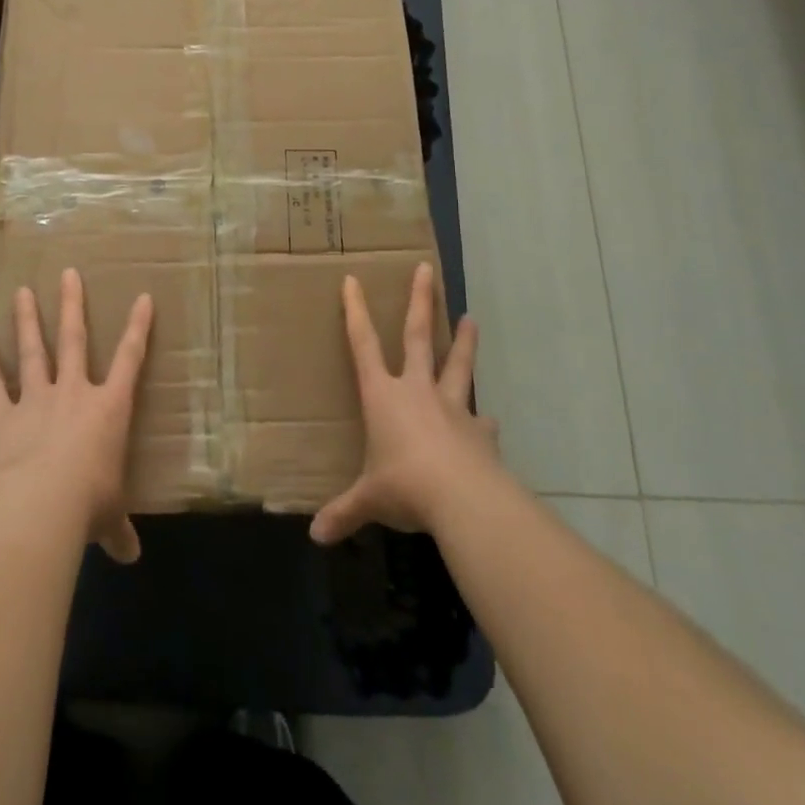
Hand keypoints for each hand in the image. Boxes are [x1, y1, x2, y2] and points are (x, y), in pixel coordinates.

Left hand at [0, 269, 152, 563]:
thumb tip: (130, 556)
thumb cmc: (88, 505)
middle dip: (72, 305)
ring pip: (33, 350)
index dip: (139, 328)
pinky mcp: (2, 415)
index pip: (131, 359)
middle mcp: (73, 393)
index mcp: (109, 409)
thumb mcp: (108, 518)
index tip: (143, 298)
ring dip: (27, 320)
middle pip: (74, 339)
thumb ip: (117, 530)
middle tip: (68, 273)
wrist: (41, 507)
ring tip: (22, 291)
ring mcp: (36, 399)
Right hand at [310, 263, 496, 544]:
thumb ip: (344, 512)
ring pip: (457, 365)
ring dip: (464, 342)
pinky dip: (482, 419)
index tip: (353, 280)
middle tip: (426, 269)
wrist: (462, 498)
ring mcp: (451, 406)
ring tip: (472, 319)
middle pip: (418, 335)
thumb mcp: (368, 499)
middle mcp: (416, 390)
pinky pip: (479, 420)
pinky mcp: (478, 430)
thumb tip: (316, 535)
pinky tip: (489, 421)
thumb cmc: (404, 486)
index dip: (356, 311)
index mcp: (382, 395)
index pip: (363, 343)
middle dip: (420, 301)